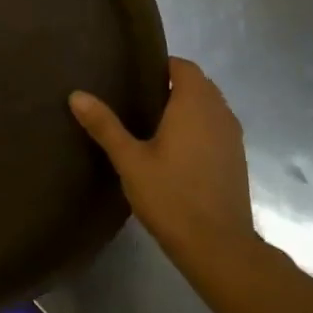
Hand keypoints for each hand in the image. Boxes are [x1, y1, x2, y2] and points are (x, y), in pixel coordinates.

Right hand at [70, 59, 255, 267]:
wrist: (218, 246)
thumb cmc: (171, 196)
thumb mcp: (130, 160)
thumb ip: (104, 125)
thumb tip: (76, 94)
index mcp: (194, 105)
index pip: (184, 67)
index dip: (161, 65)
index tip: (133, 75)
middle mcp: (219, 114)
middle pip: (199, 84)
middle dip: (172, 85)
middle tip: (135, 98)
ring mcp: (232, 137)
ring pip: (210, 107)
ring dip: (187, 107)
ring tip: (151, 123)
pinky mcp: (236, 159)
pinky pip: (216, 128)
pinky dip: (198, 128)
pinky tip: (174, 150)